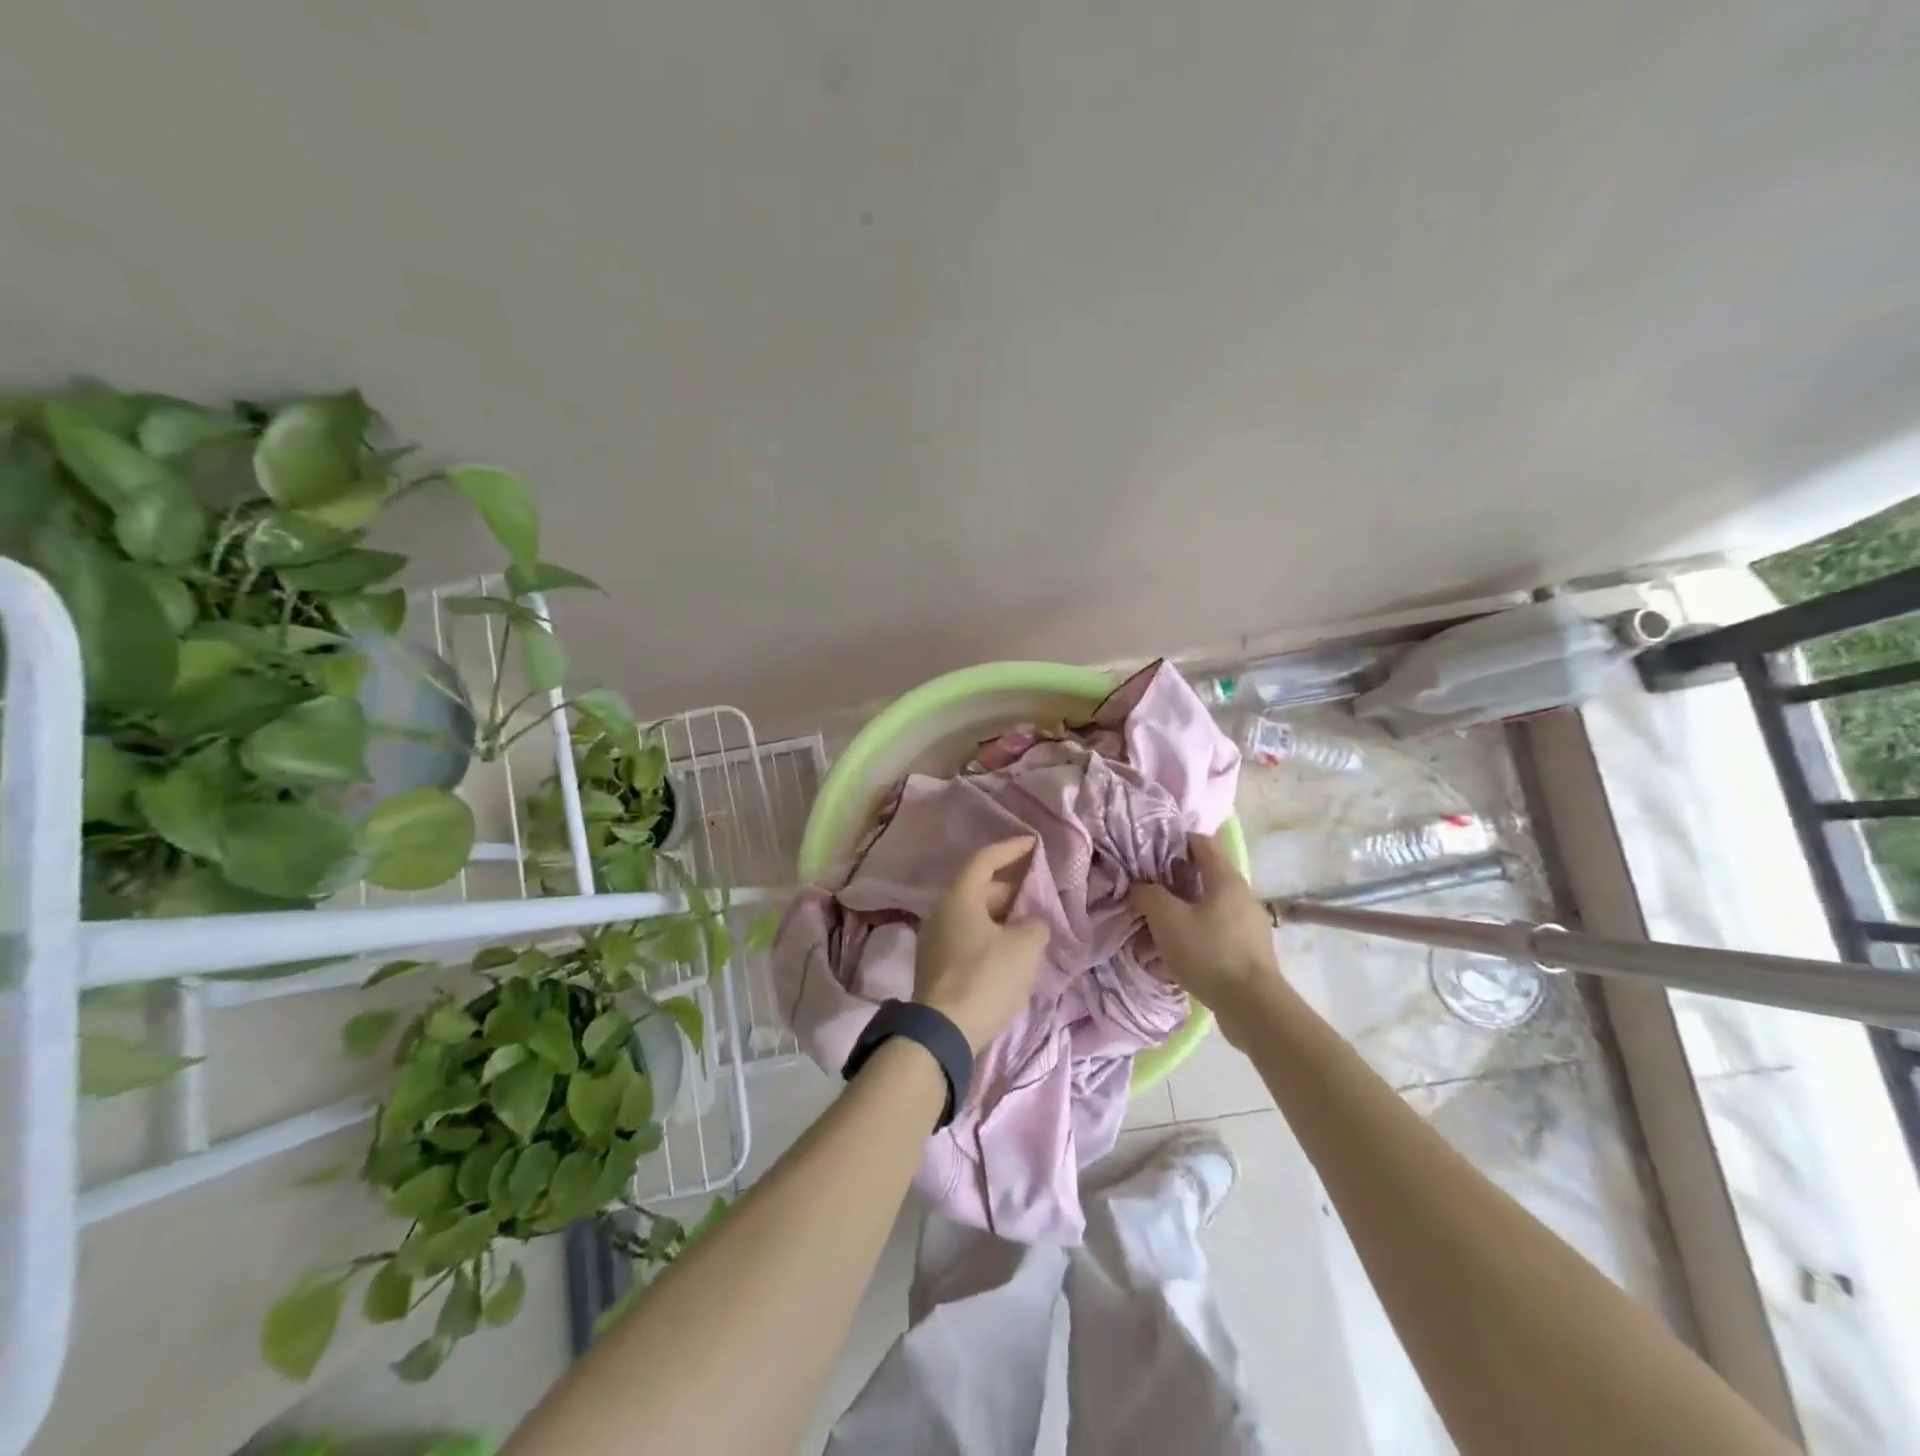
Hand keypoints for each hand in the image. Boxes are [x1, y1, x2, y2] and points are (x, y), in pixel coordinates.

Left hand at [914, 837, 1049, 1051]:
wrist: (943, 1032)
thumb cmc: (985, 978)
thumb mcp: (1024, 947)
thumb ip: (1036, 925)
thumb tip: (1032, 924)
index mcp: (960, 897)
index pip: (986, 860)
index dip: (1011, 849)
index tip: (1034, 844)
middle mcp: (942, 912)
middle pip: (979, 888)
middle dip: (1011, 886)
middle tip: (1040, 890)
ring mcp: (935, 939)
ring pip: (974, 915)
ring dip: (1003, 914)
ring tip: (1031, 921)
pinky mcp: (936, 965)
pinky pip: (968, 936)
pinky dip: (991, 934)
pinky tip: (1012, 950)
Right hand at [1129, 833, 1281, 1036]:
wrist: (1253, 1007)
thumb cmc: (1209, 952)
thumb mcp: (1167, 920)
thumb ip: (1149, 895)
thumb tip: (1139, 885)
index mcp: (1226, 879)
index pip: (1201, 843)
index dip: (1175, 842)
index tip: (1150, 849)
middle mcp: (1243, 895)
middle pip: (1206, 876)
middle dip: (1177, 879)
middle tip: (1148, 887)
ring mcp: (1250, 925)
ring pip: (1211, 906)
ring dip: (1186, 909)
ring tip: (1160, 921)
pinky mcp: (1250, 951)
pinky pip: (1218, 931)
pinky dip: (1198, 932)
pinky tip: (1180, 949)